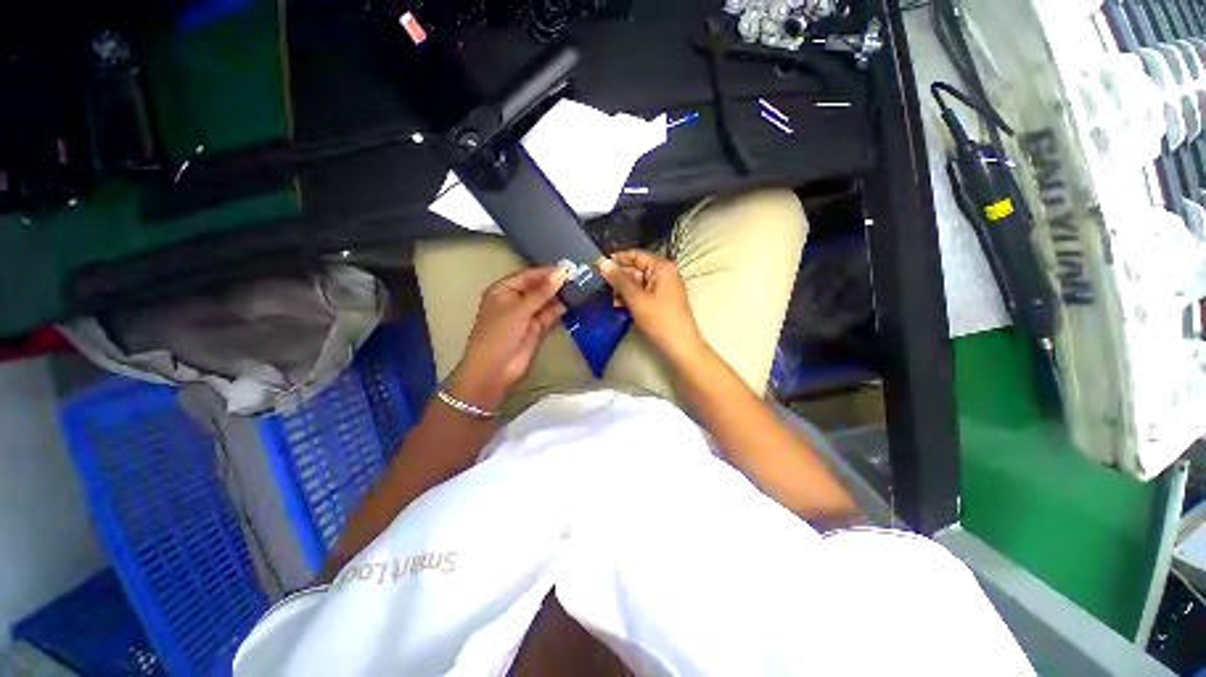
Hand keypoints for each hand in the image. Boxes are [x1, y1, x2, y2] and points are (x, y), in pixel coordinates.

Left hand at [448, 267, 567, 410]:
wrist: (494, 370)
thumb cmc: (499, 334)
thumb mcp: (518, 310)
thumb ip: (541, 292)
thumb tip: (561, 273)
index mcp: (503, 290)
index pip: (528, 276)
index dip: (547, 272)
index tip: (568, 268)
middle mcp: (515, 300)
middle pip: (538, 287)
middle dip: (555, 283)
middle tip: (579, 277)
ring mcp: (526, 315)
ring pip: (545, 301)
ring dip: (560, 296)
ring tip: (580, 287)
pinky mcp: (536, 329)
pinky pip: (549, 315)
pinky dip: (560, 309)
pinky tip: (574, 302)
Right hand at [597, 250, 706, 363]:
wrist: (679, 346)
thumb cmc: (660, 320)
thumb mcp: (636, 298)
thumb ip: (618, 280)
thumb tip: (602, 263)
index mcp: (662, 268)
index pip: (636, 256)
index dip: (616, 259)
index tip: (597, 264)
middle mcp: (664, 274)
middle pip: (636, 269)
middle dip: (618, 278)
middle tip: (599, 284)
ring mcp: (663, 289)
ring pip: (637, 283)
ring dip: (622, 290)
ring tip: (608, 298)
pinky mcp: (660, 302)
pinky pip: (641, 294)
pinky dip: (630, 298)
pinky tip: (618, 305)